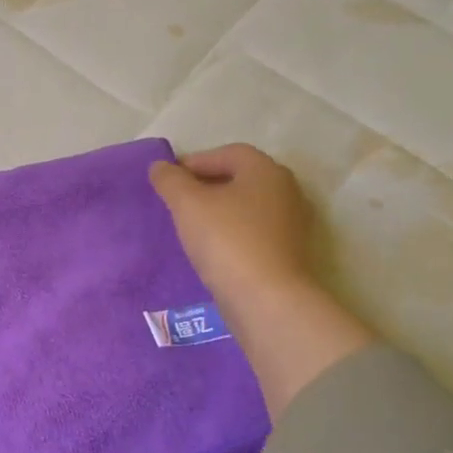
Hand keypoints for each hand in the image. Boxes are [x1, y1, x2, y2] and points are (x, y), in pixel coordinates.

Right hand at [151, 144, 373, 415]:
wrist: (267, 299)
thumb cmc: (226, 240)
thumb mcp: (188, 204)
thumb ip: (170, 180)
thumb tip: (160, 166)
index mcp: (266, 171)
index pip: (227, 153)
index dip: (195, 162)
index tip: (168, 181)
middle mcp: (286, 191)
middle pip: (239, 179)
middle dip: (207, 186)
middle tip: (177, 203)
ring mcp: (291, 224)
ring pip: (246, 208)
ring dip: (219, 212)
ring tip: (190, 228)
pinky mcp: (288, 253)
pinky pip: (253, 233)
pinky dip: (231, 234)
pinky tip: (211, 251)